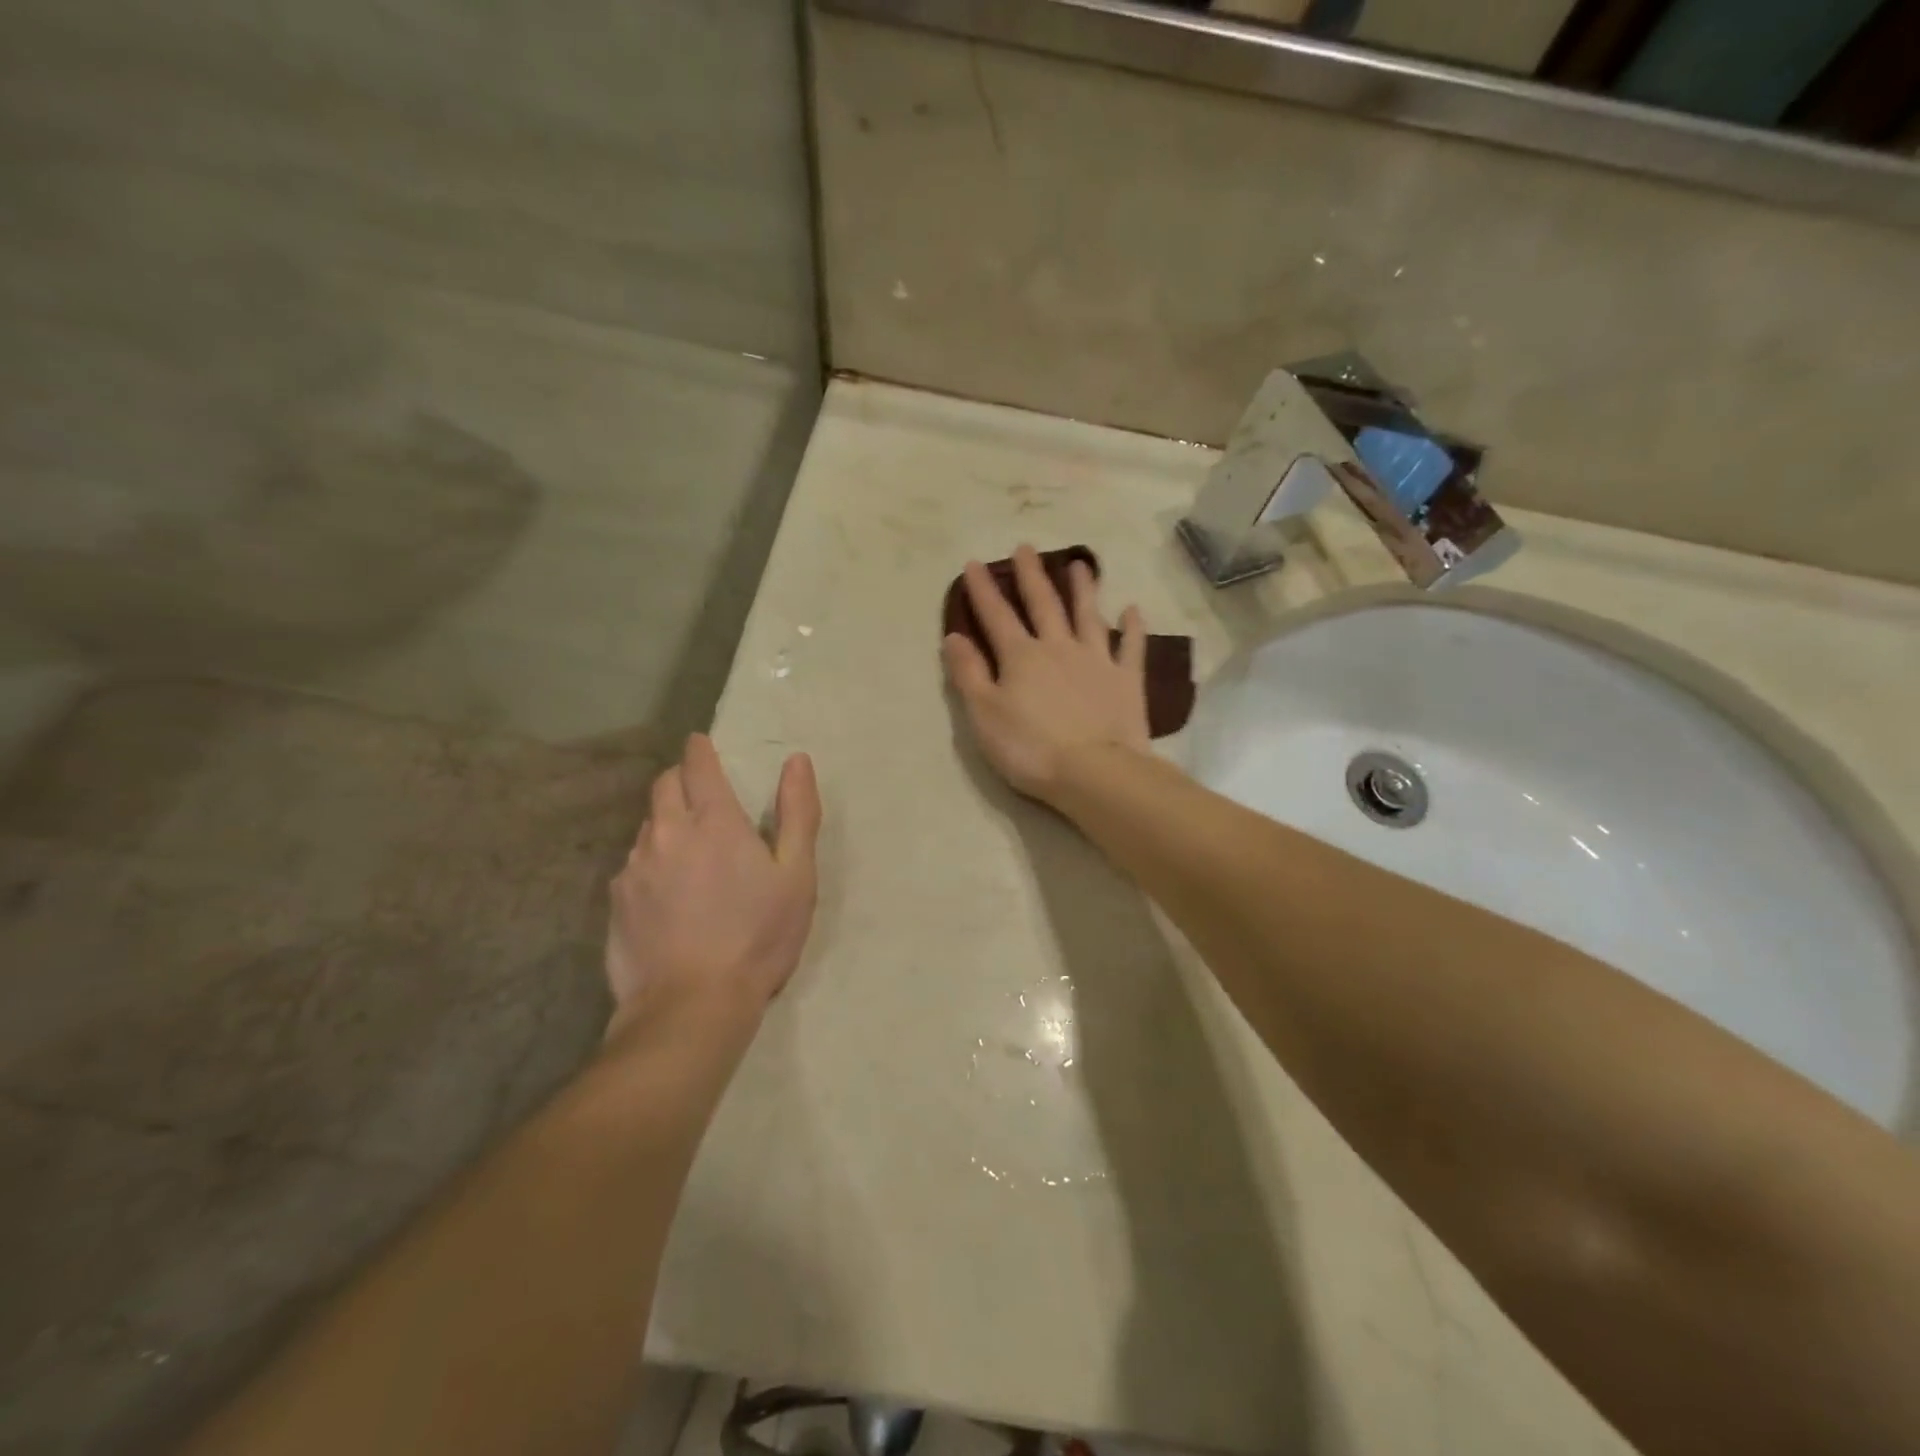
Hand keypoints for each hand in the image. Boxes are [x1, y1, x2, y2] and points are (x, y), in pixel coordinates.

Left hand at [604, 735, 820, 1034]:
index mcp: (713, 821)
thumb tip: (796, 761)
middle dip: (681, 779)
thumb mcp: (797, 875)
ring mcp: (635, 867)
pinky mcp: (617, 901)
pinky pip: (634, 865)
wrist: (692, 1006)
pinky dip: (652, 863)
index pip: (697, 764)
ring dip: (667, 823)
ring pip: (648, 826)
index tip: (703, 745)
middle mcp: (666, 833)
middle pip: (664, 786)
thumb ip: (797, 813)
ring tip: (689, 851)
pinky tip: (668, 894)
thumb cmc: (758, 937)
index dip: (701, 750)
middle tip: (702, 796)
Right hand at [943, 544, 1150, 804]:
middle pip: (1043, 604)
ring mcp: (1097, 660)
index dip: (983, 590)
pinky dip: (1132, 627)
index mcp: (1021, 657)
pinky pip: (1131, 647)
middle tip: (1026, 547)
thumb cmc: (1030, 748)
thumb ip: (968, 674)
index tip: (975, 563)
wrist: (1094, 771)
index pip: (996, 616)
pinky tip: (1133, 609)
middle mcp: (1059, 648)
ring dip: (1083, 589)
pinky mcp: (1126, 680)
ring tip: (1080, 565)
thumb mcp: (984, 715)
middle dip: (1032, 576)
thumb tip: (953, 636)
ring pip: (1088, 615)